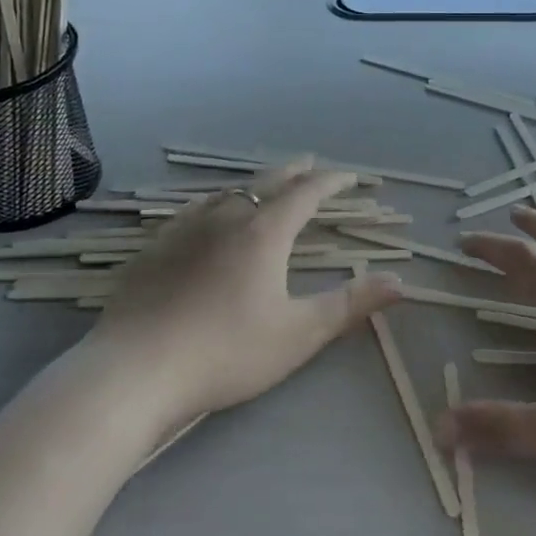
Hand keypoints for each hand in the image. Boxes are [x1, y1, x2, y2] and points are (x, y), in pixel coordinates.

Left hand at [89, 158, 403, 425]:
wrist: (135, 371)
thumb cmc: (226, 352)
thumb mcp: (298, 333)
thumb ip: (350, 305)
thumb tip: (400, 281)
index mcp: (265, 232)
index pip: (307, 193)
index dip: (333, 181)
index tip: (352, 177)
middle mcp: (227, 217)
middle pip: (268, 181)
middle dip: (295, 171)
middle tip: (312, 164)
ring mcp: (186, 228)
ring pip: (229, 192)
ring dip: (256, 184)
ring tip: (266, 187)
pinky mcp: (156, 246)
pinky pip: (194, 209)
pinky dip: (217, 203)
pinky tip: (208, 214)